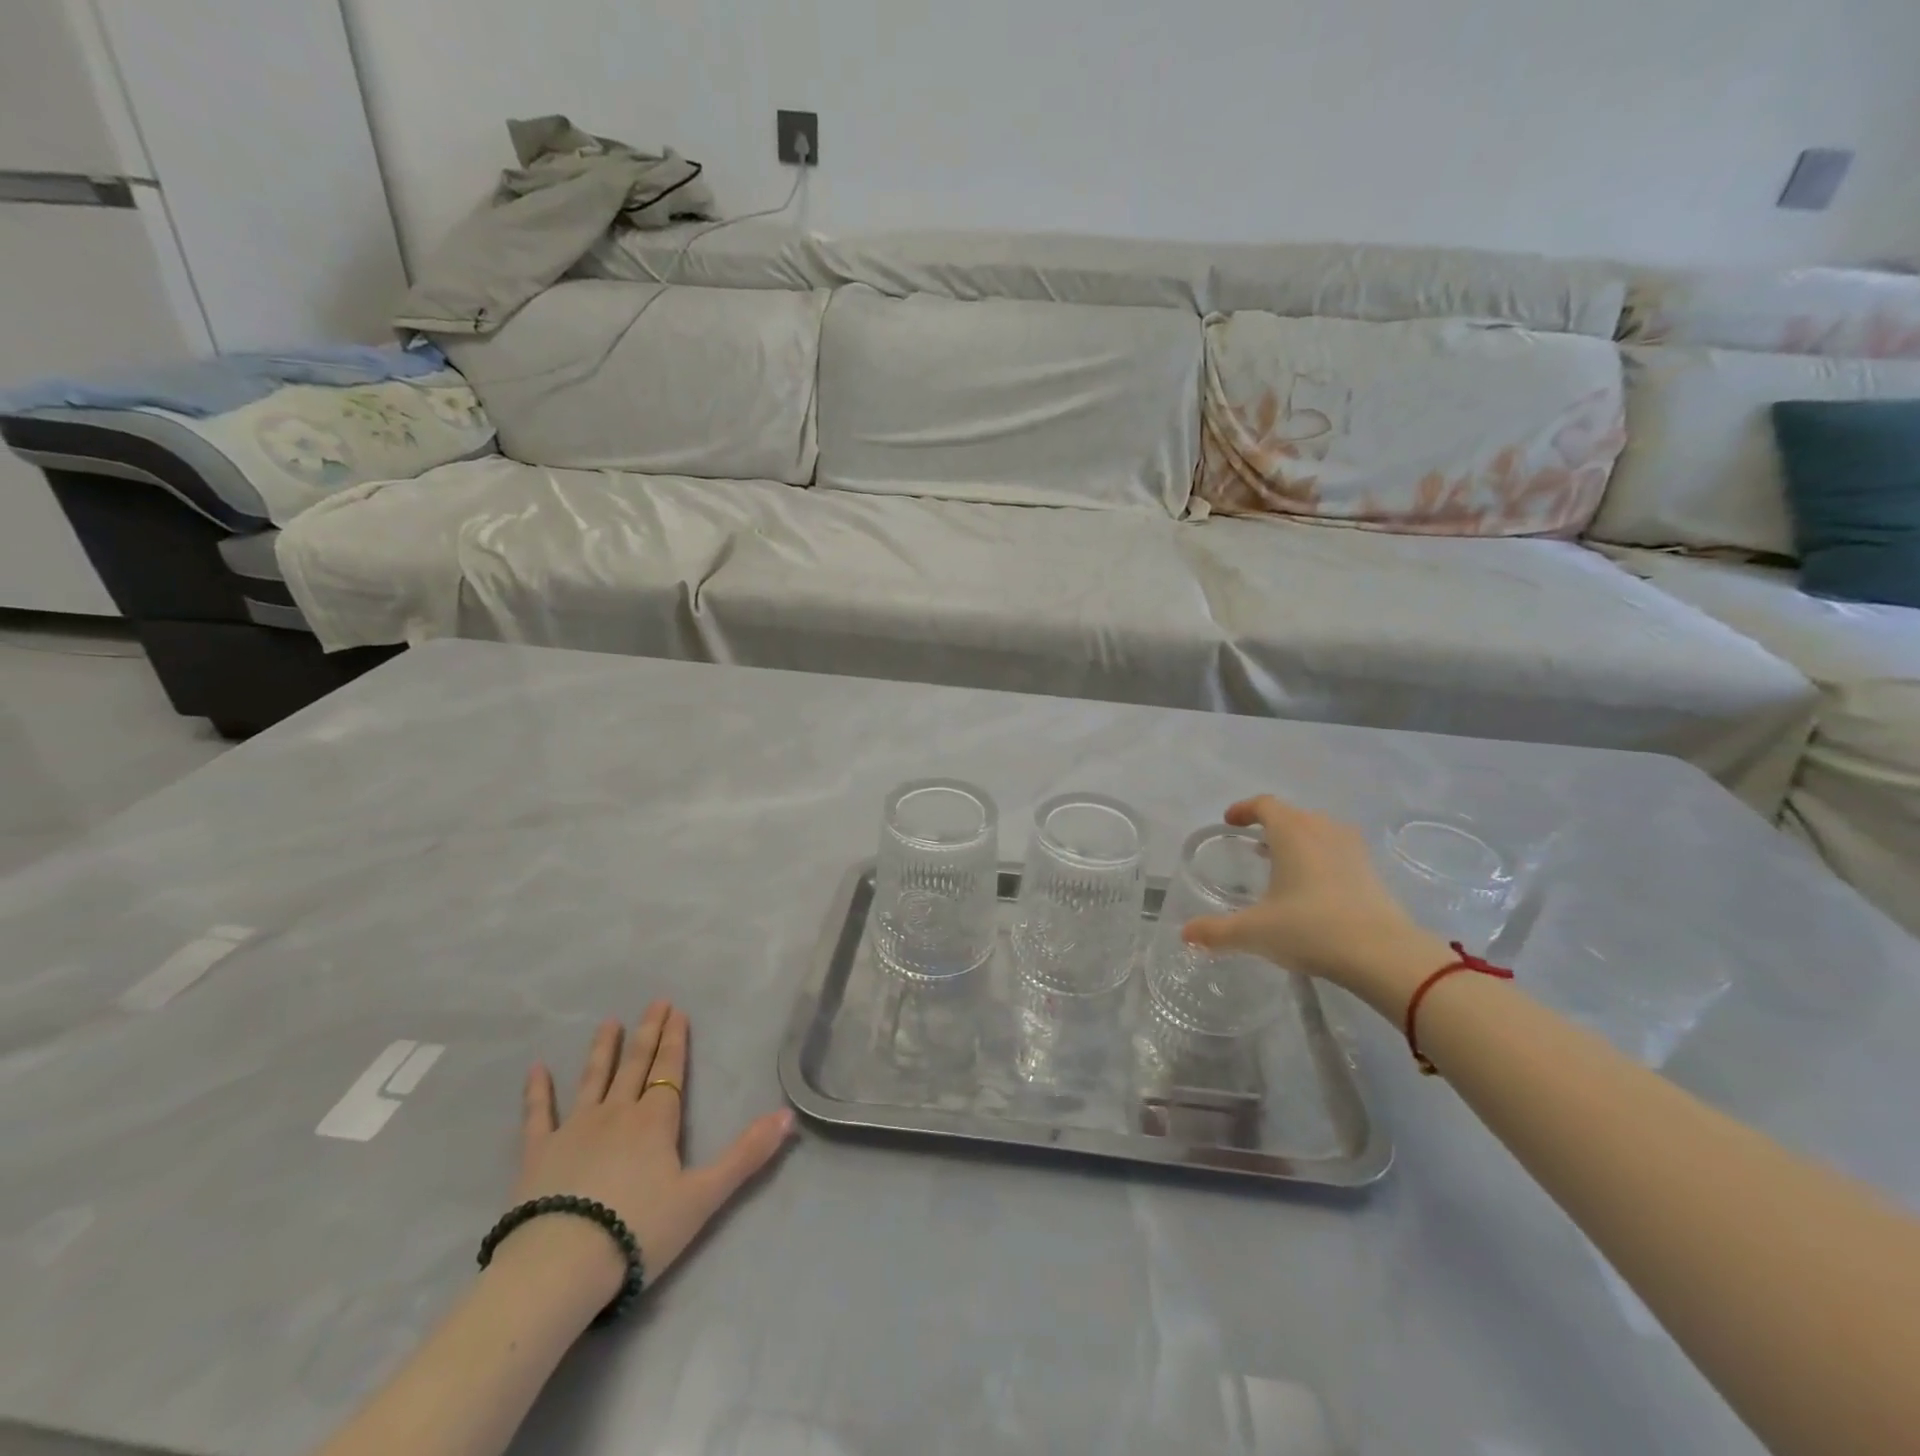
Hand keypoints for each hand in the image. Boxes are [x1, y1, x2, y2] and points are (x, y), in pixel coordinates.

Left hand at [499, 1002, 795, 1307]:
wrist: (559, 1267)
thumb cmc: (638, 1231)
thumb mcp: (703, 1197)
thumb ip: (746, 1155)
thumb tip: (788, 1116)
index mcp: (655, 1121)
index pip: (669, 1070)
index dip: (675, 1040)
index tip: (677, 1010)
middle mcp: (617, 1113)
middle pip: (636, 1065)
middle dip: (648, 1032)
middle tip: (654, 1002)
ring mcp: (574, 1129)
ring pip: (594, 1079)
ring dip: (604, 1049)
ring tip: (610, 1022)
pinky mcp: (538, 1153)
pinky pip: (538, 1114)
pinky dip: (538, 1091)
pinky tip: (536, 1069)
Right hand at [1180, 796, 1447, 1013]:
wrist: (1384, 955)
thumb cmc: (1311, 929)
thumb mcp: (1254, 932)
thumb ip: (1217, 931)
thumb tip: (1185, 934)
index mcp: (1291, 832)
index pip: (1264, 805)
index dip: (1244, 809)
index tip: (1230, 821)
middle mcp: (1322, 830)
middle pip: (1292, 815)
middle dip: (1270, 825)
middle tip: (1252, 843)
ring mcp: (1352, 849)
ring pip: (1318, 831)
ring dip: (1297, 840)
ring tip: (1282, 862)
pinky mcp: (1371, 871)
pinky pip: (1337, 851)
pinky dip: (1319, 858)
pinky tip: (1312, 886)